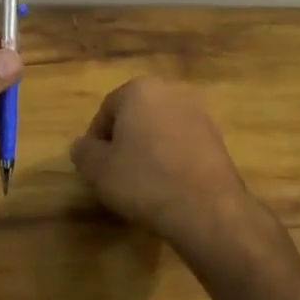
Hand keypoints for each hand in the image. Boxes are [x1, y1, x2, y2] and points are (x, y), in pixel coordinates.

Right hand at [69, 78, 260, 254]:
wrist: (207, 209)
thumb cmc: (144, 181)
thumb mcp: (99, 170)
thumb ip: (84, 152)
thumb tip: (81, 146)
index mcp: (139, 90)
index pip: (106, 110)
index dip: (96, 140)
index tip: (95, 167)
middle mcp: (171, 92)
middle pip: (135, 116)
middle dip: (125, 141)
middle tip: (116, 174)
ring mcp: (199, 114)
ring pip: (161, 130)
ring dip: (149, 150)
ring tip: (143, 184)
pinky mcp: (218, 139)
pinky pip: (183, 145)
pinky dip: (172, 160)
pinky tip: (168, 187)